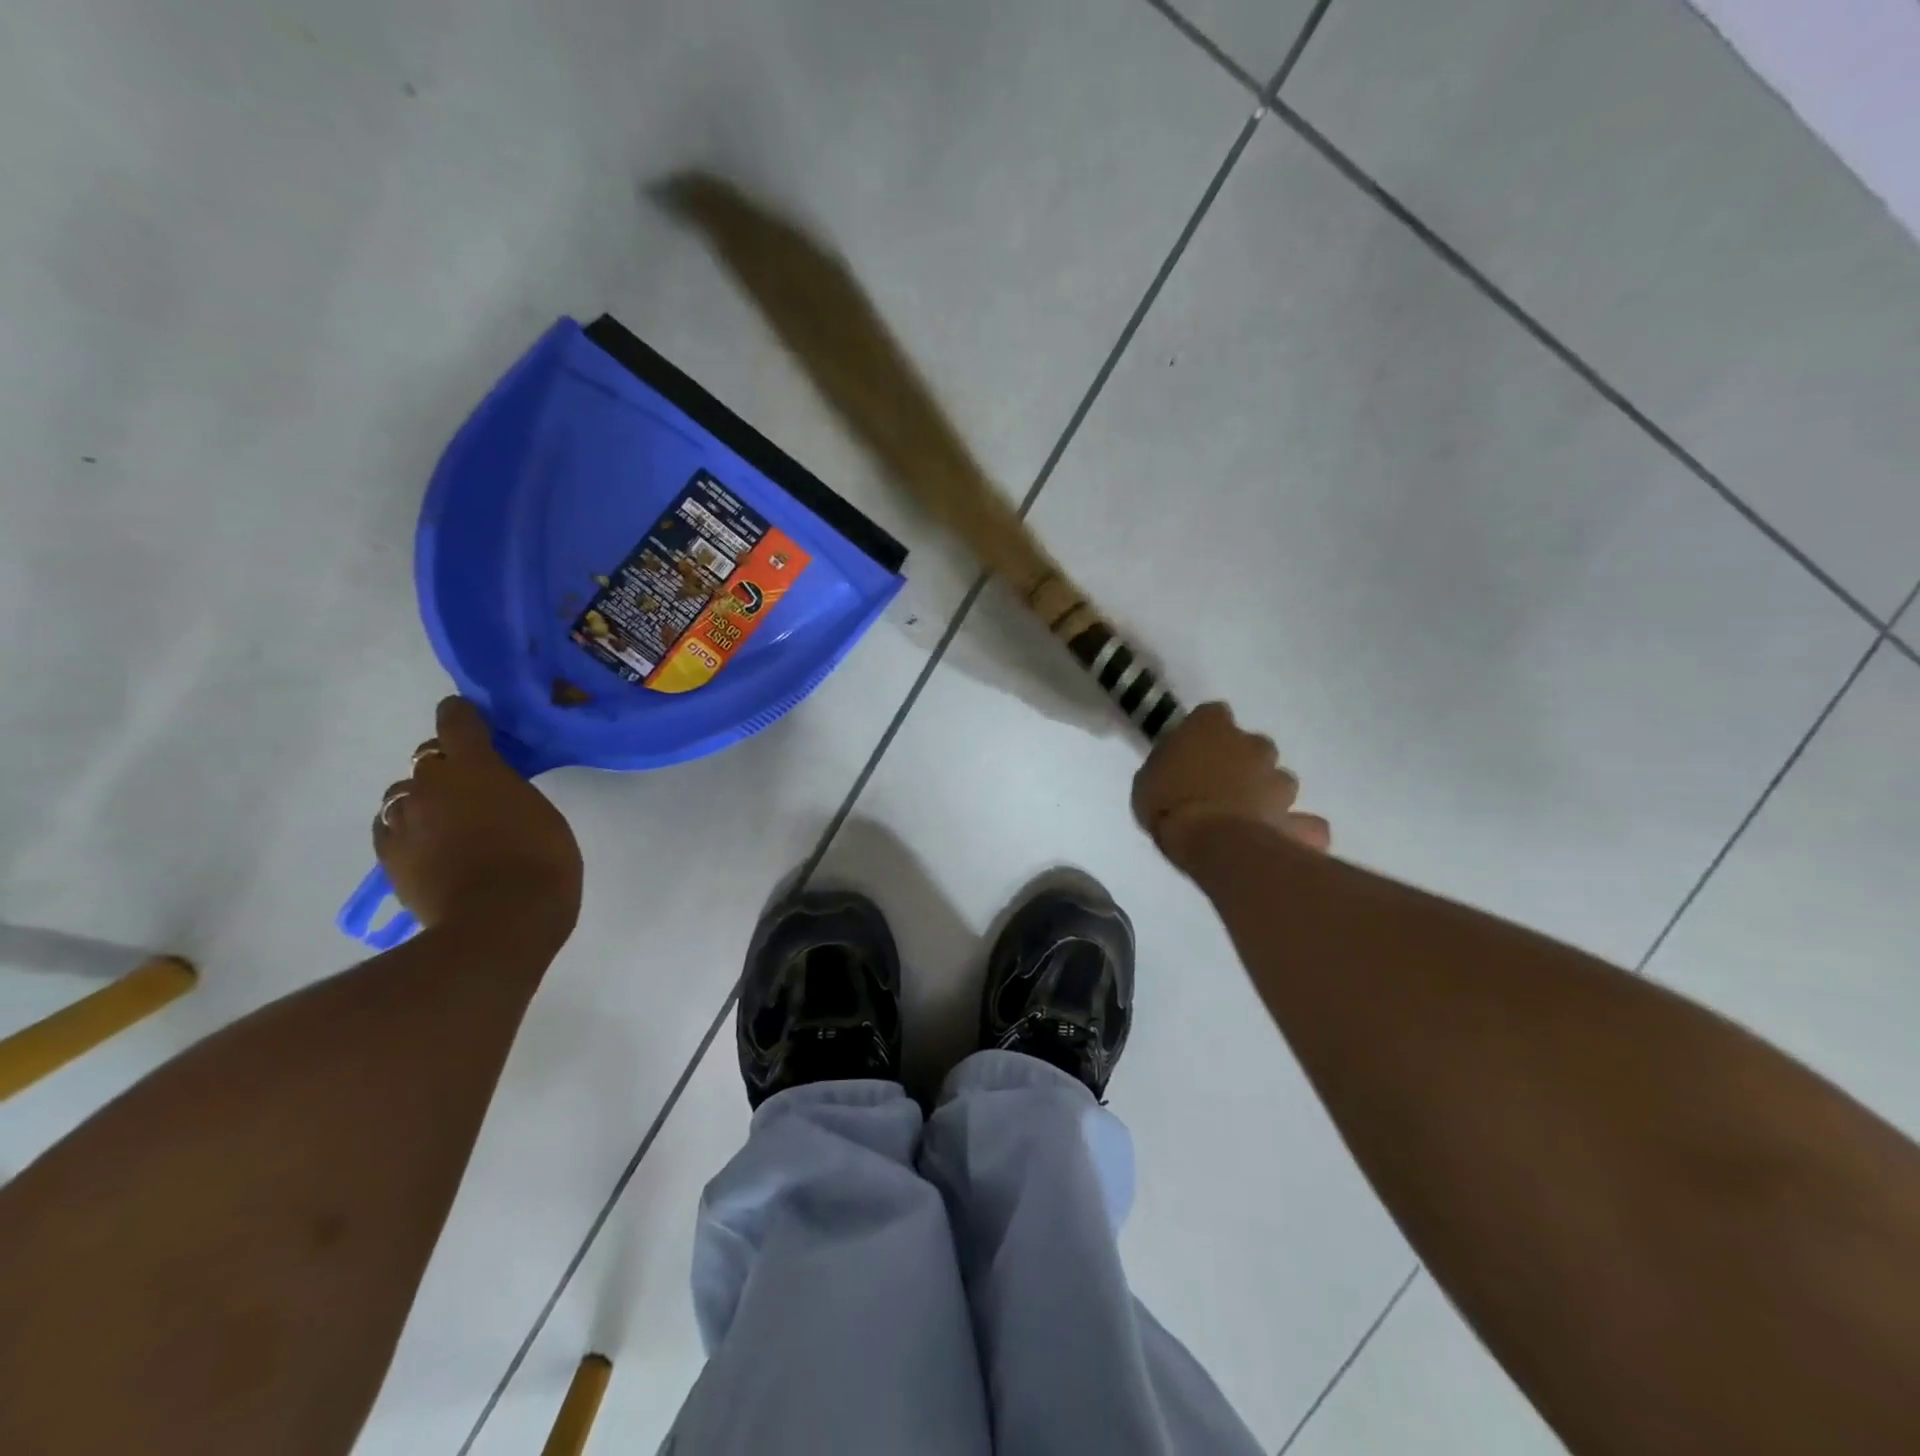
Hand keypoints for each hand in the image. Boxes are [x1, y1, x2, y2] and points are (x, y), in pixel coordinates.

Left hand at [373, 698, 582, 944]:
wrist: (499, 924)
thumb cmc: (541, 862)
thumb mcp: (541, 814)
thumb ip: (509, 792)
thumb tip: (491, 793)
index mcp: (475, 767)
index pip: (456, 721)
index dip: (462, 716)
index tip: (471, 720)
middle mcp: (429, 785)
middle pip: (427, 759)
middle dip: (446, 767)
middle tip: (472, 786)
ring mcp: (403, 822)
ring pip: (403, 794)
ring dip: (424, 799)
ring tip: (447, 821)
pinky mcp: (389, 857)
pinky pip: (392, 828)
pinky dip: (409, 829)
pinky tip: (428, 845)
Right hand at [1132, 702, 1329, 869]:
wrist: (1213, 842)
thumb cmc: (1168, 803)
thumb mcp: (1147, 779)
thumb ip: (1169, 765)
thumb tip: (1179, 766)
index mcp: (1211, 727)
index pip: (1213, 714)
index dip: (1204, 732)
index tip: (1192, 750)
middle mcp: (1253, 745)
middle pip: (1252, 745)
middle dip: (1242, 761)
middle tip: (1218, 786)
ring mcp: (1279, 780)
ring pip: (1278, 779)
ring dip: (1266, 792)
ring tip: (1245, 816)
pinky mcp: (1296, 816)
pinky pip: (1303, 822)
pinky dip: (1294, 827)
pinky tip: (1280, 838)